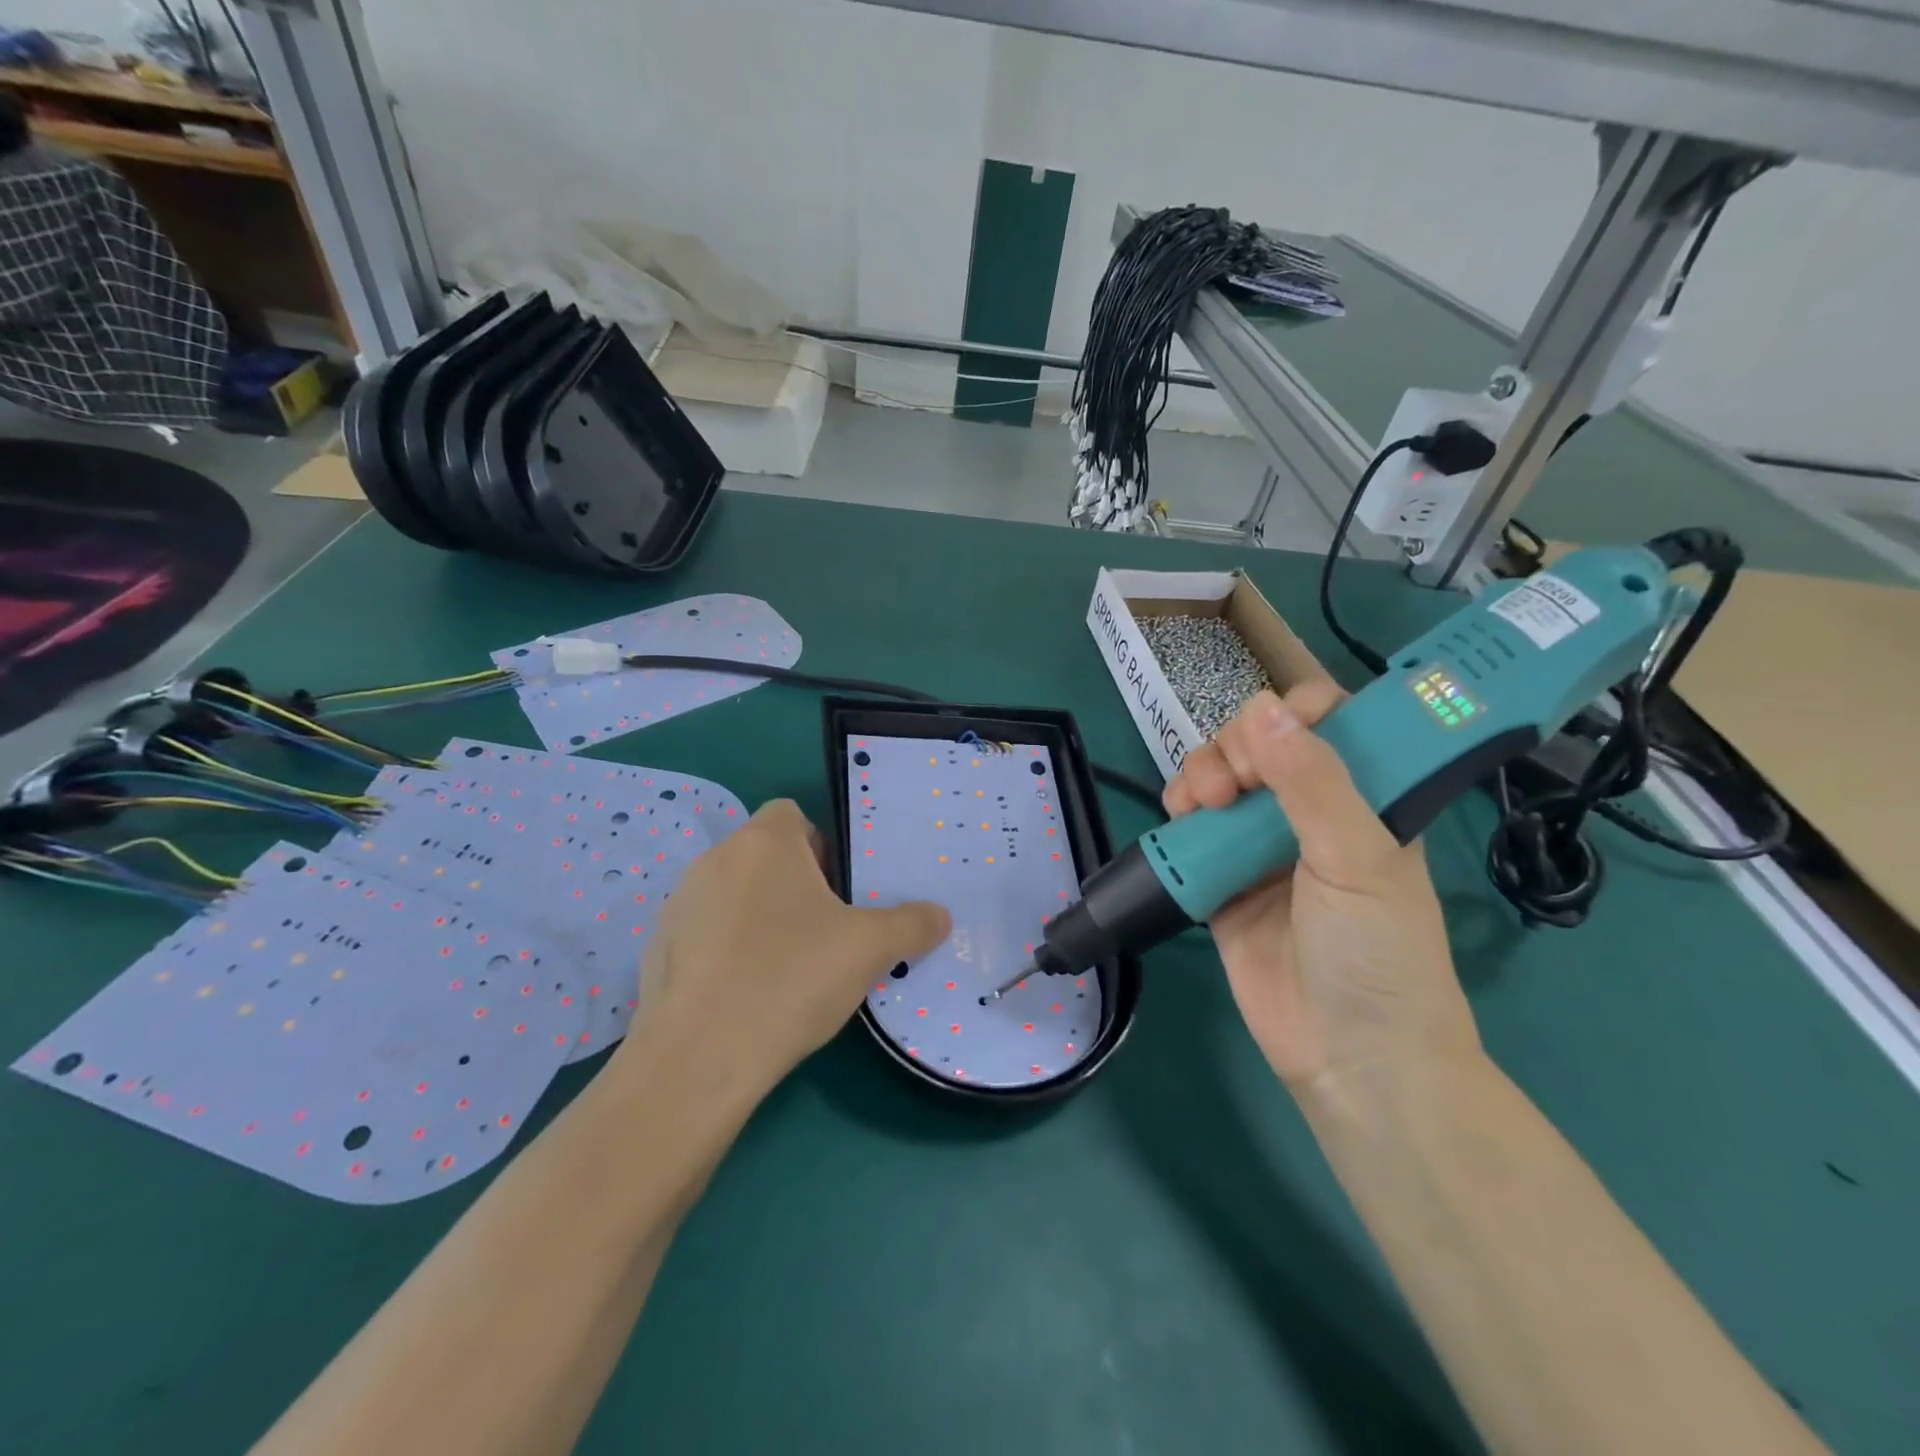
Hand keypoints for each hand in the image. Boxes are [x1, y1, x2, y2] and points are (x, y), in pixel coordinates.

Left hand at [621, 799, 949, 1103]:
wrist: (698, 1058)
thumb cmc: (790, 978)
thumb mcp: (869, 949)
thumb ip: (912, 925)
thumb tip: (941, 917)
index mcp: (763, 842)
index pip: (792, 815)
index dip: (821, 846)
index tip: (839, 891)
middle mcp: (715, 859)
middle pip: (765, 856)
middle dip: (796, 886)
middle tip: (825, 933)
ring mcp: (680, 904)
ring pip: (735, 895)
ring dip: (761, 917)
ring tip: (787, 967)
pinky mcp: (658, 948)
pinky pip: (706, 933)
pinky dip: (728, 951)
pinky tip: (746, 994)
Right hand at [1165, 685, 1479, 1096]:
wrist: (1349, 1056)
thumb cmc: (1377, 951)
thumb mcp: (1358, 858)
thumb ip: (1312, 782)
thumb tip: (1260, 707)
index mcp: (1365, 798)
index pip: (1329, 724)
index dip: (1294, 712)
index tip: (1270, 731)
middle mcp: (1311, 813)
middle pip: (1260, 744)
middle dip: (1236, 747)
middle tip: (1234, 783)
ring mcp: (1262, 846)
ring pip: (1220, 779)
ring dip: (1201, 773)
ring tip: (1200, 803)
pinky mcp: (1221, 878)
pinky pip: (1192, 827)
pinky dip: (1179, 812)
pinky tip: (1179, 817)